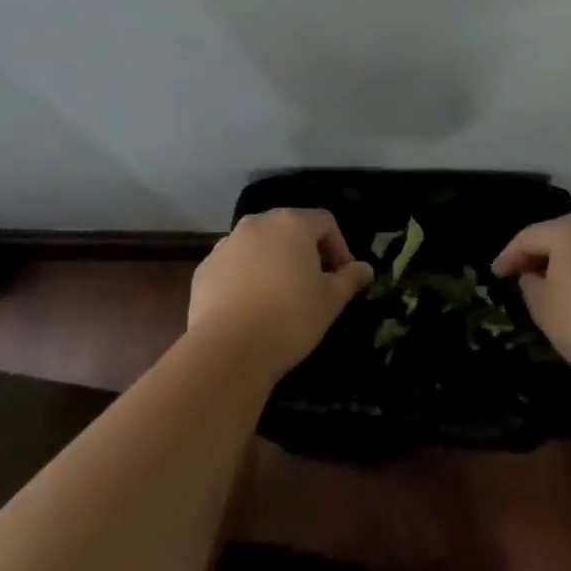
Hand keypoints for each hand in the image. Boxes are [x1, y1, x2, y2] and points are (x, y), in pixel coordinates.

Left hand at [188, 209, 373, 377]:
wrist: (229, 348)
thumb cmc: (290, 317)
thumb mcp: (330, 301)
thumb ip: (349, 279)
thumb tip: (365, 269)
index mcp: (291, 224)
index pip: (325, 222)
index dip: (339, 247)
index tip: (343, 277)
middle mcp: (256, 224)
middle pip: (289, 228)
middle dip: (306, 251)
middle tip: (316, 284)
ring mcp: (226, 244)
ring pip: (259, 245)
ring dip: (274, 261)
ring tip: (281, 296)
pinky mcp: (205, 268)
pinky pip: (234, 264)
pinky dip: (247, 276)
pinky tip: (252, 306)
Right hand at [492, 214, 570, 383]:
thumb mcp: (541, 305)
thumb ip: (529, 283)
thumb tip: (534, 275)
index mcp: (569, 229)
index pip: (528, 237)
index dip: (508, 256)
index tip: (496, 274)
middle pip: (557, 235)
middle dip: (537, 254)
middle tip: (518, 275)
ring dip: (562, 261)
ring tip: (546, 283)